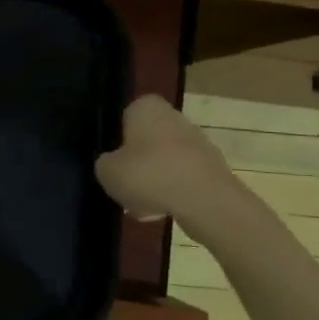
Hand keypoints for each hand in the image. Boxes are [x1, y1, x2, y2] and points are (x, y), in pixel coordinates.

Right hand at [94, 95, 248, 233]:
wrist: (206, 202)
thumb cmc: (149, 175)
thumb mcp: (107, 171)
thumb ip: (105, 163)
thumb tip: (113, 164)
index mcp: (147, 108)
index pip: (126, 115)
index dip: (118, 138)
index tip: (113, 159)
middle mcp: (175, 117)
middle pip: (147, 140)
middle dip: (137, 163)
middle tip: (125, 185)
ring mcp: (198, 142)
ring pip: (165, 161)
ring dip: (154, 180)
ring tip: (143, 206)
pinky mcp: (213, 168)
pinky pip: (183, 178)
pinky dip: (173, 192)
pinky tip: (164, 211)